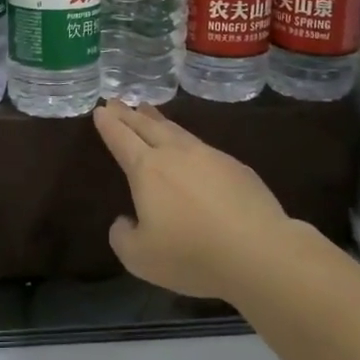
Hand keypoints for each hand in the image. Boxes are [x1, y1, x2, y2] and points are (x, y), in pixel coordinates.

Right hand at [92, 102, 306, 301]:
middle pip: (147, 126)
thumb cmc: (192, 254)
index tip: (100, 110)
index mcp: (147, 170)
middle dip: (128, 114)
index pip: (121, 139)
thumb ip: (123, 236)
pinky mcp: (236, 167)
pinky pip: (201, 145)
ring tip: (147, 110)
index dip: (109, 125)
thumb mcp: (140, 257)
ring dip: (157, 119)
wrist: (259, 251)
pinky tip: (188, 146)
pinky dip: (185, 138)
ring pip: (176, 130)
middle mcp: (176, 154)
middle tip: (116, 102)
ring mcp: (209, 156)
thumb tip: (126, 220)